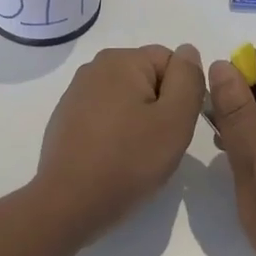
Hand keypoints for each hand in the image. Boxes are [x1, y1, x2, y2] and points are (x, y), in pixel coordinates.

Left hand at [32, 44, 205, 240]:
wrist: (68, 204)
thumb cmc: (128, 160)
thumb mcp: (175, 119)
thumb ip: (188, 79)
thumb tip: (188, 51)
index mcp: (121, 59)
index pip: (171, 62)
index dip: (182, 95)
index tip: (174, 127)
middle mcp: (95, 67)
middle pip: (148, 79)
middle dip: (160, 107)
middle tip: (158, 144)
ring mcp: (76, 93)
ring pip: (127, 99)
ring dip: (139, 121)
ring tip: (135, 155)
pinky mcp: (66, 118)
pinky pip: (105, 116)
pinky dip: (115, 132)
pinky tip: (112, 159)